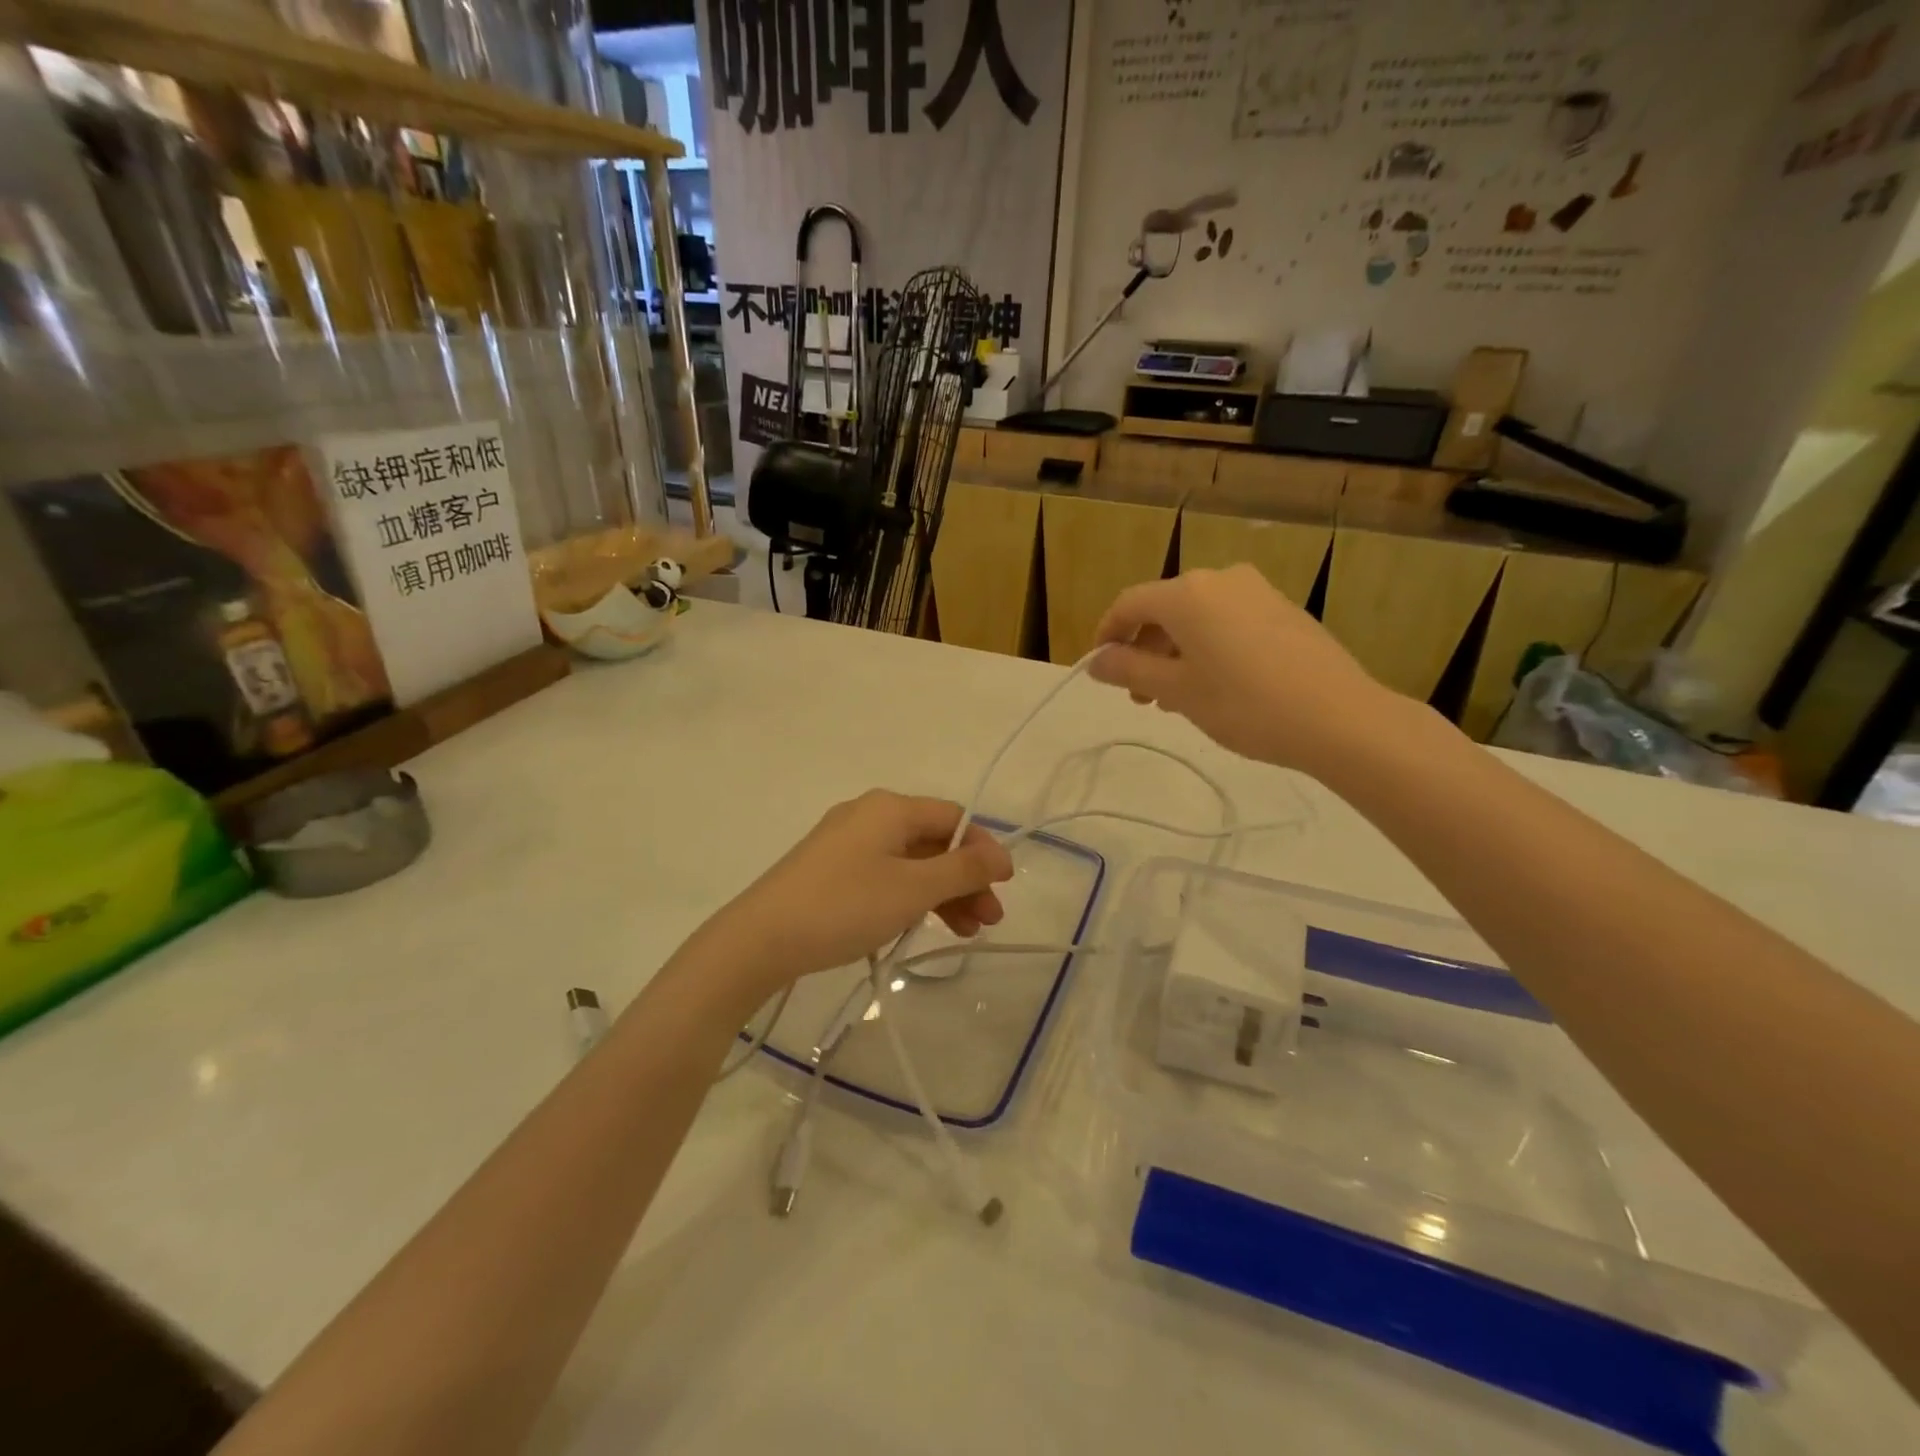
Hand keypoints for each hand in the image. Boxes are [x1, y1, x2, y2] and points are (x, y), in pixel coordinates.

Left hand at [698, 791, 1013, 997]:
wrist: (760, 940)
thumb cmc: (845, 906)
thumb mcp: (913, 889)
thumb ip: (962, 870)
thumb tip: (1001, 855)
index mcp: (890, 808)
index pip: (953, 818)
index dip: (983, 850)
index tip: (1004, 887)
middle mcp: (869, 816)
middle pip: (933, 842)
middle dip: (965, 879)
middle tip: (988, 921)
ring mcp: (846, 844)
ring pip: (910, 862)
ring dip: (942, 893)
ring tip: (965, 934)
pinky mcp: (831, 871)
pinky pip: (885, 876)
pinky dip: (910, 897)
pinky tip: (921, 926)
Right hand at [1089, 564, 1396, 775]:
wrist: (1340, 718)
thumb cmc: (1244, 704)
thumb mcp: (1177, 691)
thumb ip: (1129, 670)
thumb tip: (1096, 661)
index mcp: (1187, 593)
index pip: (1129, 604)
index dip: (1107, 634)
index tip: (1101, 669)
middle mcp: (1220, 579)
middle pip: (1164, 609)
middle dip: (1143, 649)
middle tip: (1140, 695)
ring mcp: (1257, 592)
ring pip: (1198, 617)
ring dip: (1175, 652)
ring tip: (1176, 697)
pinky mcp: (1283, 610)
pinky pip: (1229, 622)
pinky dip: (1208, 647)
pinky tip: (1215, 685)